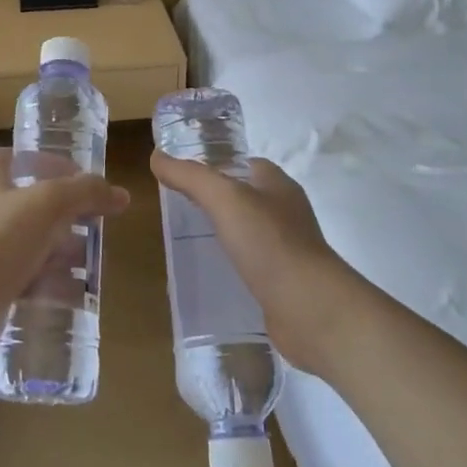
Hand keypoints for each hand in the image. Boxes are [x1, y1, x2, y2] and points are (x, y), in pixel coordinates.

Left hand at [0, 148, 128, 366]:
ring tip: (92, 262)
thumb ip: (86, 192)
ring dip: (62, 251)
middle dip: (67, 214)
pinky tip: (77, 292)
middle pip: (32, 203)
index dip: (49, 163)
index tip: (80, 177)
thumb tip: (120, 194)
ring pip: (32, 243)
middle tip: (96, 224)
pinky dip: (51, 282)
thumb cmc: (0, 238)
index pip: (18, 158)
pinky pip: (28, 278)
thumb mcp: (50, 204)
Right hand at [149, 151, 371, 373]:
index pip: (244, 164)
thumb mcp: (224, 199)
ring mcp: (288, 248)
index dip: (216, 166)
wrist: (310, 309)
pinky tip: (211, 272)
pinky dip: (233, 264)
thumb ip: (190, 177)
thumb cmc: (270, 243)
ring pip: (249, 232)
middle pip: (246, 197)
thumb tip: (156, 156)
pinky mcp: (283, 281)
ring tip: (188, 240)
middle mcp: (287, 212)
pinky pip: (252, 264)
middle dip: (216, 201)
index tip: (183, 177)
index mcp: (278, 185)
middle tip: (179, 208)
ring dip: (224, 233)